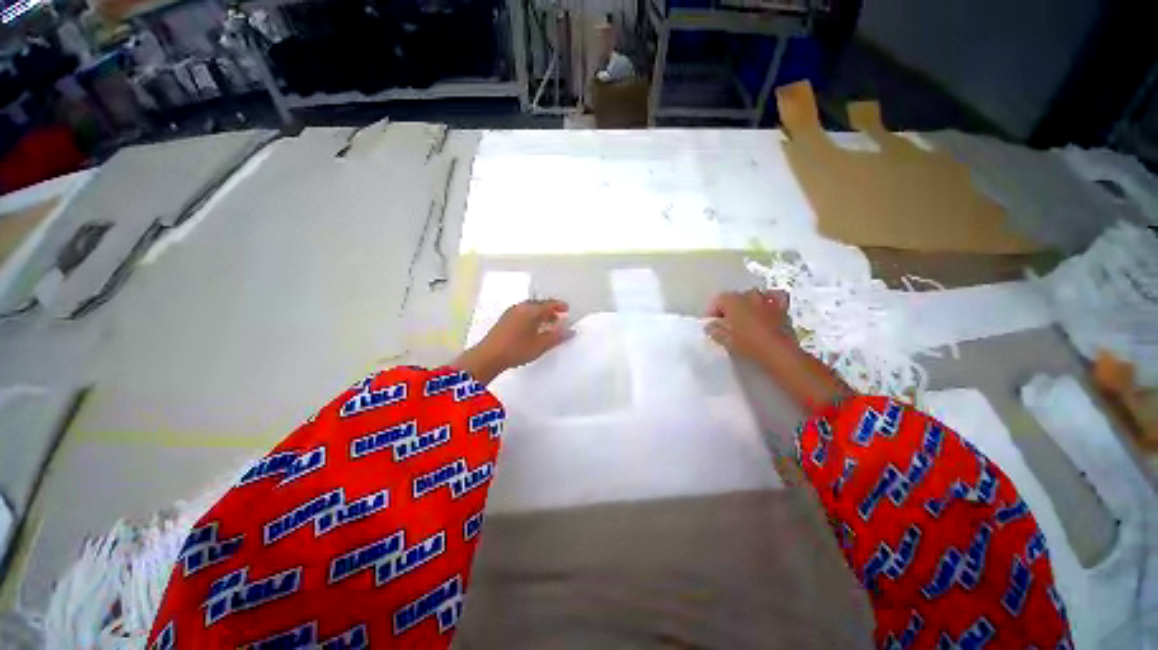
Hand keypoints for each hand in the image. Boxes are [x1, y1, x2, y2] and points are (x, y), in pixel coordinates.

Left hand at [455, 299, 572, 383]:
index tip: (567, 309)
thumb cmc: (516, 349)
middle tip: (559, 318)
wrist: (488, 356)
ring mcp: (510, 313)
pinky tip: (532, 329)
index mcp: (530, 310)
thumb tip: (570, 331)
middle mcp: (520, 307)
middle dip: (550, 310)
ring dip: (540, 314)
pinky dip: (531, 317)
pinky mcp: (504, 320)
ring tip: (547, 324)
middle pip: (539, 305)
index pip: (549, 304)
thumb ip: (557, 336)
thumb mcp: (540, 345)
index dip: (559, 306)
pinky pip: (522, 313)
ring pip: (530, 309)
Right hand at [707, 289, 852, 410]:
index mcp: (732, 300)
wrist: (778, 353)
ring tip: (746, 318)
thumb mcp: (724, 340)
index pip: (718, 300)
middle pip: (735, 297)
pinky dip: (770, 302)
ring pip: (754, 296)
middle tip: (727, 324)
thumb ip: (714, 330)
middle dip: (730, 308)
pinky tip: (767, 311)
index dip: (713, 312)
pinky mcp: (783, 308)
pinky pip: (775, 298)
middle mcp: (750, 295)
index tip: (711, 325)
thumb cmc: (747, 344)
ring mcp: (768, 300)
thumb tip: (711, 326)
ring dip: (748, 304)